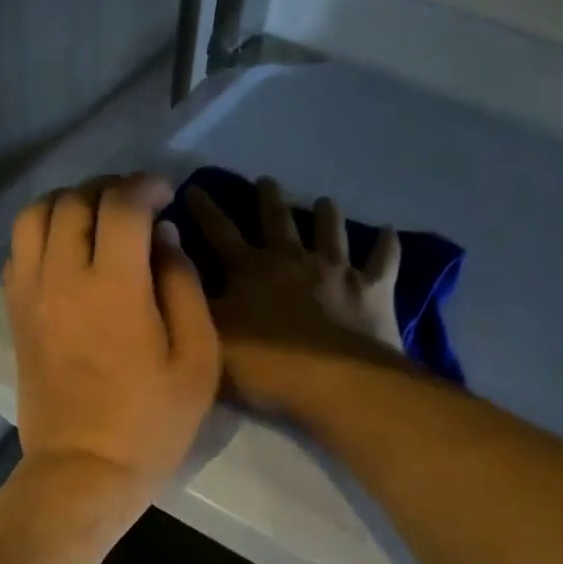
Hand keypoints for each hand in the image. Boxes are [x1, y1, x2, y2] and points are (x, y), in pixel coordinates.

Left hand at [5, 175, 220, 508]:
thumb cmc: (151, 422)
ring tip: (97, 218)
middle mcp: (63, 277)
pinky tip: (68, 250)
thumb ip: (183, 286)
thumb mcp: (196, 359)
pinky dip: (43, 232)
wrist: (83, 469)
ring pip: (35, 216)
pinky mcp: (15, 313)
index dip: (146, 186)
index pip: (121, 205)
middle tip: (137, 204)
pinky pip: (19, 249)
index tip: (165, 193)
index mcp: (114, 287)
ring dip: (69, 203)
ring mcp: (31, 294)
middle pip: (75, 201)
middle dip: (110, 189)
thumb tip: (165, 237)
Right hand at [185, 178, 404, 413]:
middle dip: (268, 198)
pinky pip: (383, 260)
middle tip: (267, 180)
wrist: (332, 383)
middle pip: (277, 220)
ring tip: (325, 201)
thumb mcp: (208, 335)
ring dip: (326, 214)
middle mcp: (292, 258)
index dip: (204, 209)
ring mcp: (336, 270)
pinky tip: (389, 232)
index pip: (219, 231)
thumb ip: (192, 299)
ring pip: (331, 231)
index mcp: (250, 269)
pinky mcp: (372, 289)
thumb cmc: (263, 365)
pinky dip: (386, 246)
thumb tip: (173, 264)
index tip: (193, 186)